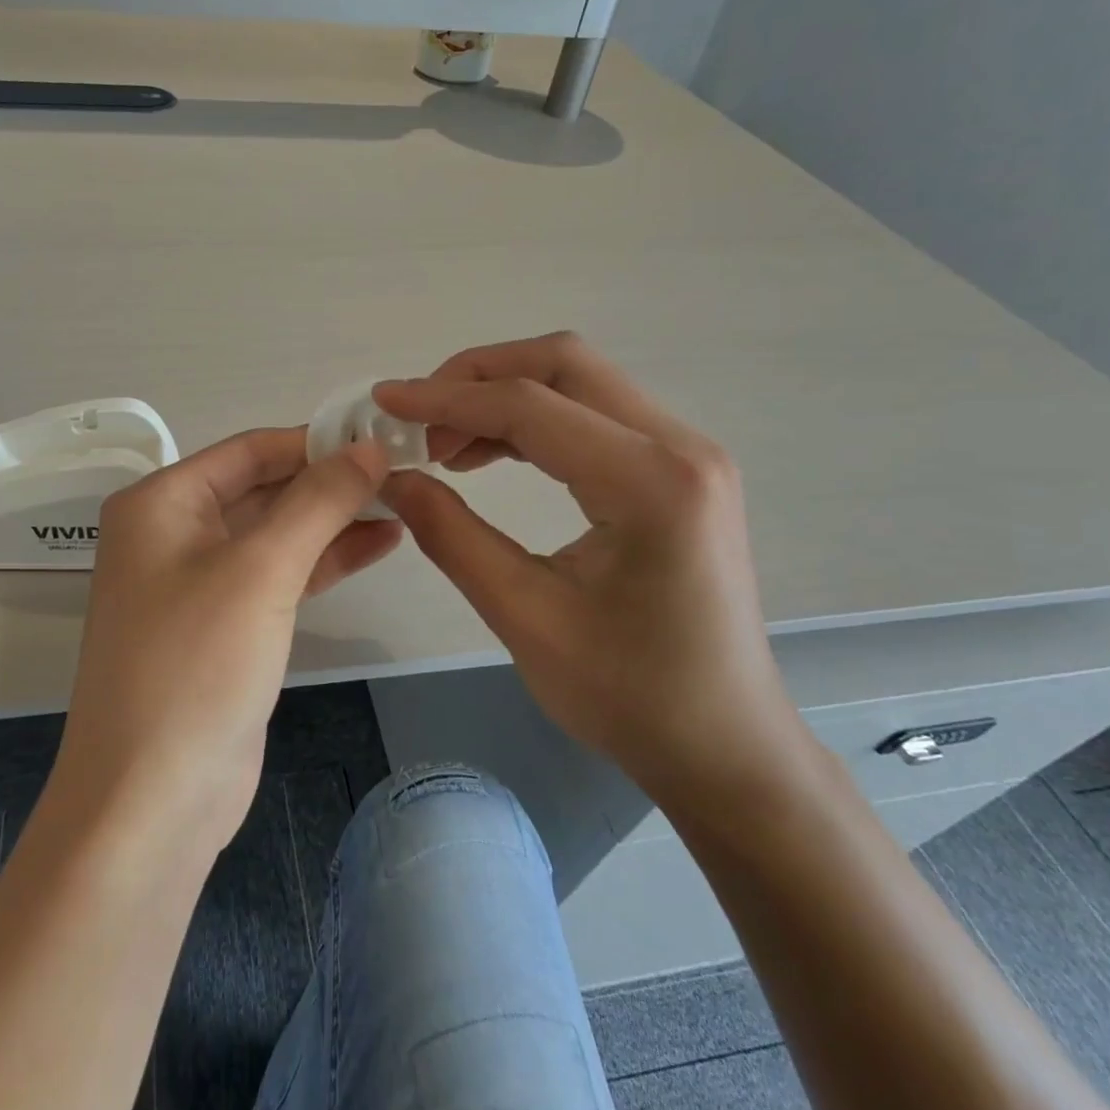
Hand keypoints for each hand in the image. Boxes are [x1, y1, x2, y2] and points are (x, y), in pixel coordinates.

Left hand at [56, 428, 399, 849]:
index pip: (249, 450)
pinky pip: (279, 575)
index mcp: (161, 503)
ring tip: (403, 501)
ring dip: (334, 519)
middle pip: (263, 488)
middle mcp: (173, 533)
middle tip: (404, 469)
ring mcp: (199, 582)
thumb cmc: (196, 666)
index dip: (315, 440)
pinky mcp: (226, 626)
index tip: (382, 436)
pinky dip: (326, 559)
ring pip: (277, 532)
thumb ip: (318, 501)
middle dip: (330, 481)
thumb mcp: (261, 570)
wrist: (152, 800)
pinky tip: (380, 543)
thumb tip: (369, 445)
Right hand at [376, 333, 803, 805]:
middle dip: (478, 377)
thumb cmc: (628, 696)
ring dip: (504, 397)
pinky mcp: (679, 471)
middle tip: (419, 418)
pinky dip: (535, 422)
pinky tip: (491, 455)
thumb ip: (451, 535)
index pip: (530, 405)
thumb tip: (392, 477)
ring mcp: (687, 454)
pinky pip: (595, 417)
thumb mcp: (524, 617)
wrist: (724, 745)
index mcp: (649, 483)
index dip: (445, 398)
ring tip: (445, 446)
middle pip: (564, 364)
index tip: (385, 401)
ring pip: (580, 382)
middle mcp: (679, 447)